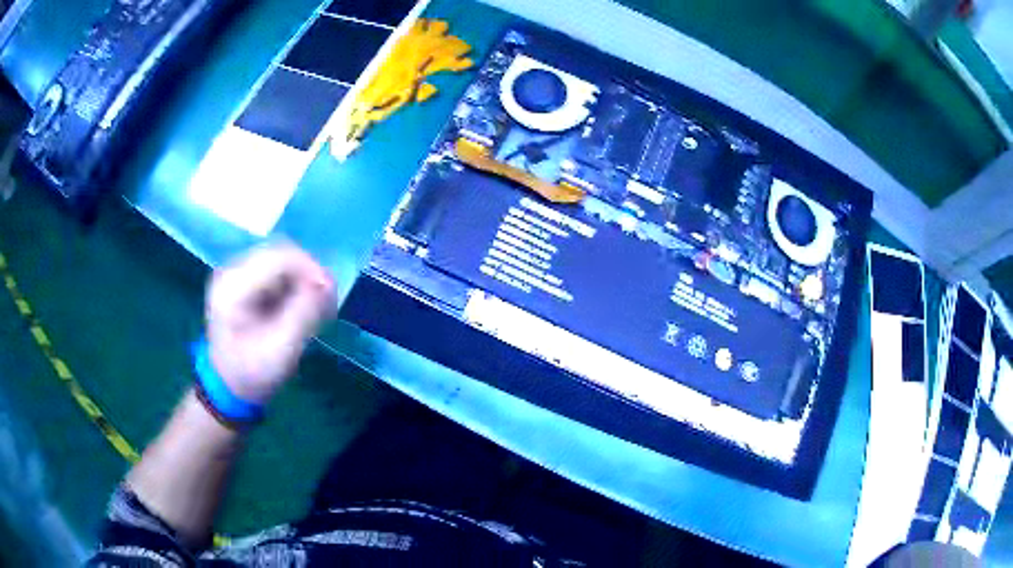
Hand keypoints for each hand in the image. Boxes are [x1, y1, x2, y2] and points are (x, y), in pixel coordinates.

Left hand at [205, 242, 334, 404]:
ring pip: (282, 258)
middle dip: (309, 272)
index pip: (278, 257)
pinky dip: (296, 282)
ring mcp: (238, 272)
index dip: (310, 268)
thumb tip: (327, 283)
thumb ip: (304, 313)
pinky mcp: (245, 278)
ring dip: (304, 277)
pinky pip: (277, 269)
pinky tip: (303, 303)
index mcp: (233, 286)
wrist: (229, 385)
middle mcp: (232, 270)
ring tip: (318, 304)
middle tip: (328, 299)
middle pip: (280, 252)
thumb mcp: (281, 349)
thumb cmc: (253, 372)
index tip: (331, 293)